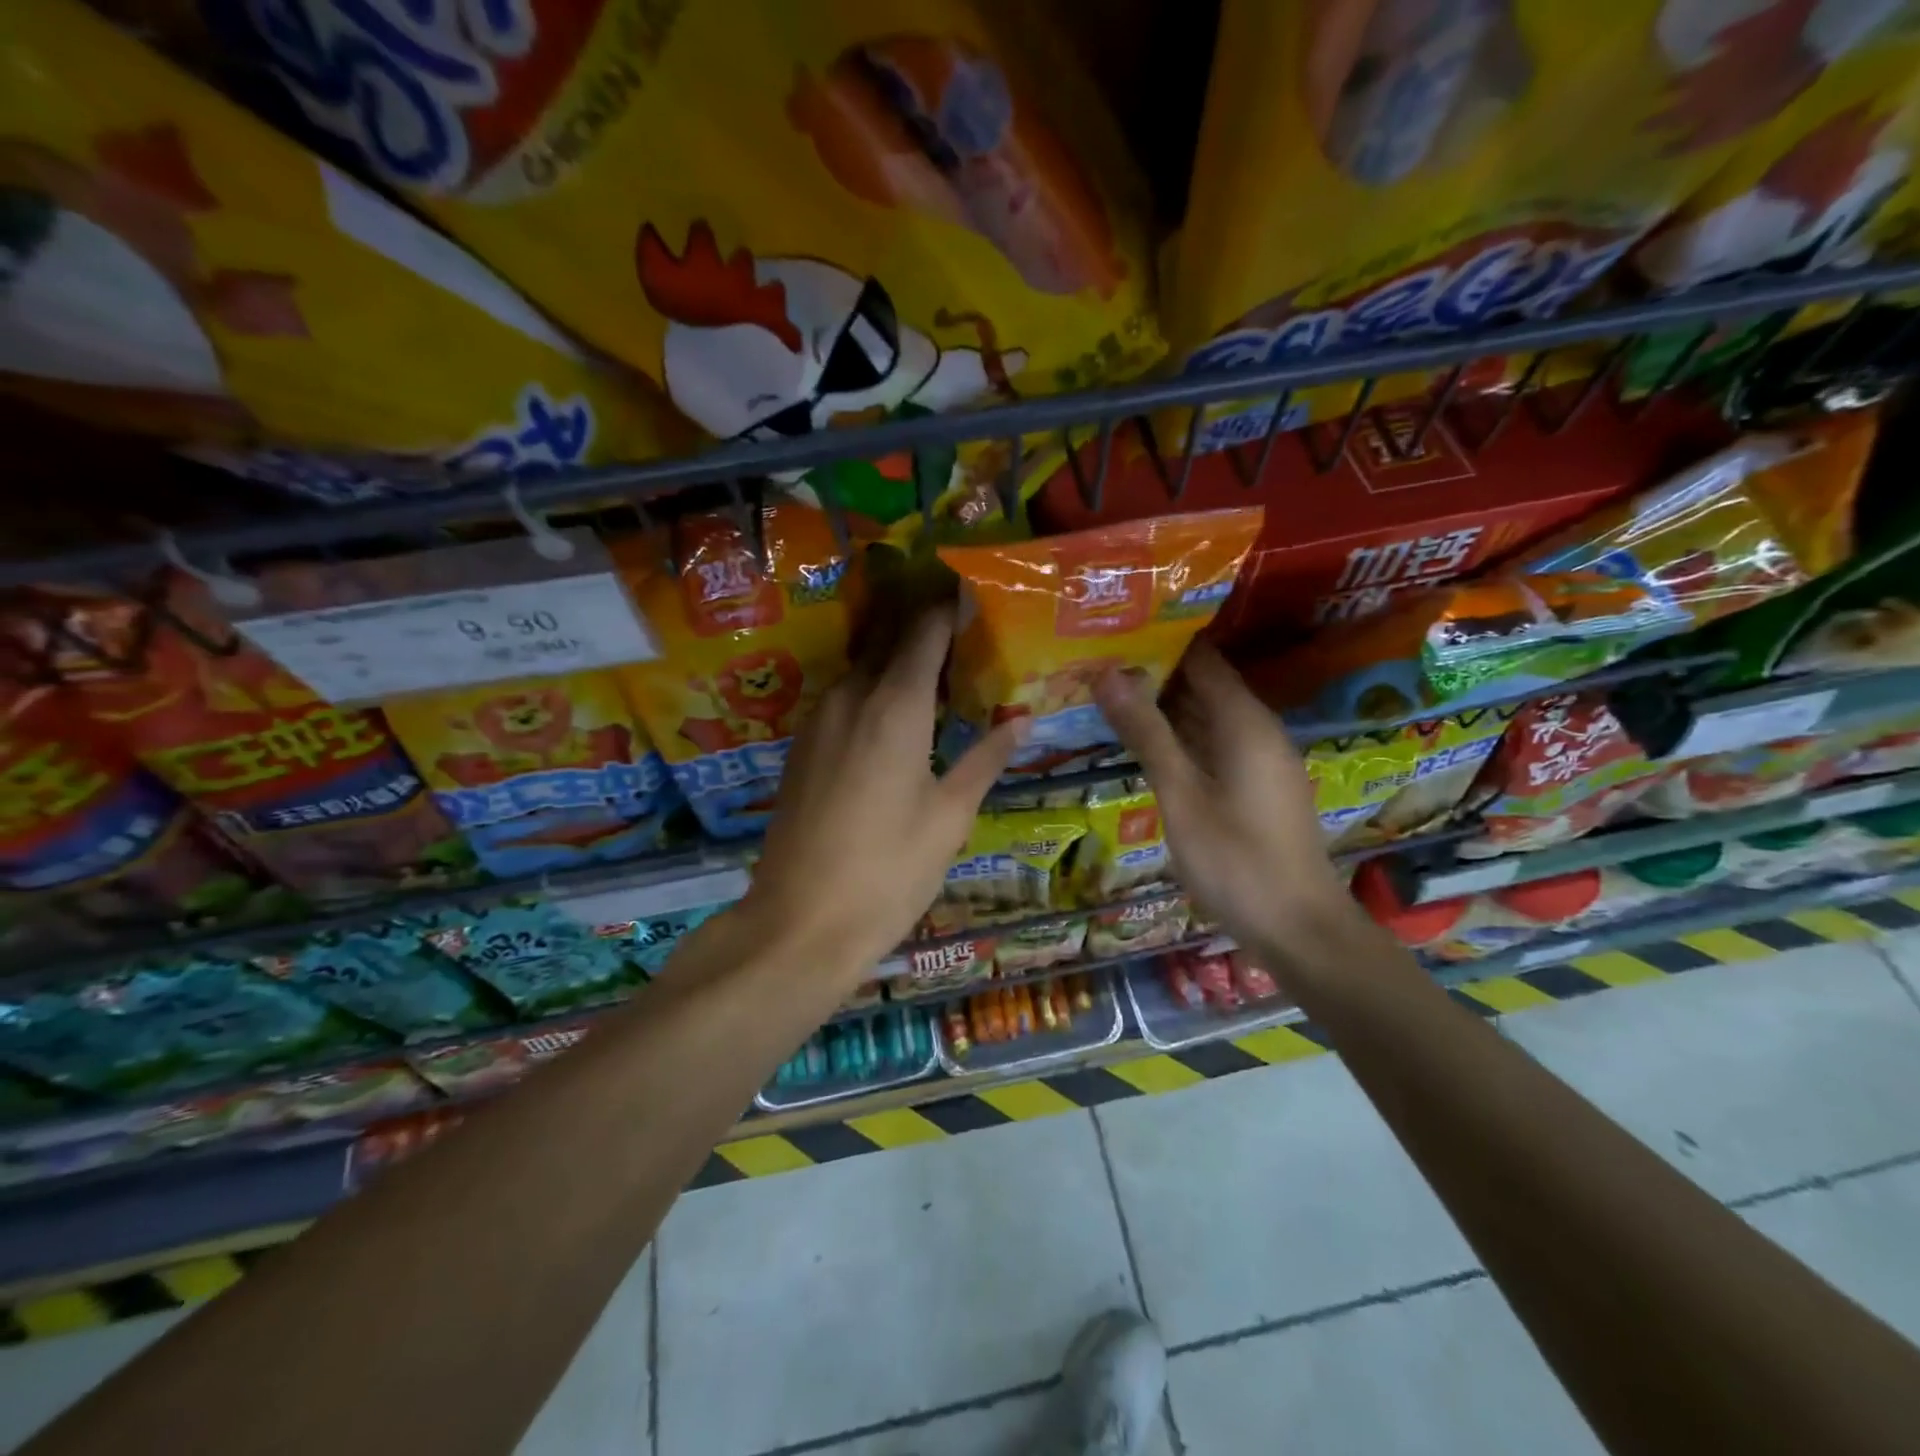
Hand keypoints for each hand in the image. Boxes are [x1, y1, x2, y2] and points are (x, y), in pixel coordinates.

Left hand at [742, 609, 1024, 980]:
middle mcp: (850, 699)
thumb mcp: (949, 817)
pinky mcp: (800, 748)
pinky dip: (873, 693)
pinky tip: (895, 719)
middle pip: (889, 642)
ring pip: (862, 671)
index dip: (949, 608)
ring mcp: (818, 722)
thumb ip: (984, 759)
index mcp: (894, 707)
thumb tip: (1021, 721)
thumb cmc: (888, 871)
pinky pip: (843, 700)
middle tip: (965, 636)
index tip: (975, 597)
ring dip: (896, 664)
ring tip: (937, 677)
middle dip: (925, 631)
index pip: (924, 631)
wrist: (799, 923)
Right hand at [1093, 640, 1359, 968]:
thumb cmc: (1235, 860)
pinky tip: (1144, 745)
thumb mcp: (1180, 795)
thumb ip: (1146, 733)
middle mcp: (1257, 729)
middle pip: (1203, 684)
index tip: (1111, 635)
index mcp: (1243, 721)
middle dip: (1152, 674)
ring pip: (1206, 716)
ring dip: (1163, 707)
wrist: (1298, 929)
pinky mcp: (1256, 785)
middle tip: (1094, 666)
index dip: (1157, 642)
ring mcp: (1260, 759)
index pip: (1200, 657)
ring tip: (1107, 696)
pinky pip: (1213, 744)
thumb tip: (1107, 674)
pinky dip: (1179, 738)